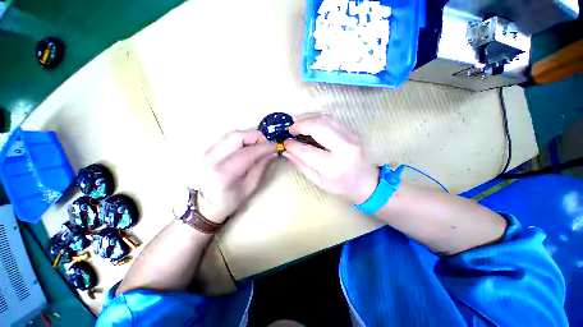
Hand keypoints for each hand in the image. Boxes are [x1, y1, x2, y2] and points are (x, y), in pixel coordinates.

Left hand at [196, 130, 276, 222]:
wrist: (205, 205)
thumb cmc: (230, 200)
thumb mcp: (250, 187)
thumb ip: (261, 167)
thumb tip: (272, 152)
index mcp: (224, 174)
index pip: (248, 153)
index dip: (264, 147)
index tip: (276, 147)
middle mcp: (212, 159)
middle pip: (237, 136)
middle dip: (256, 137)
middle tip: (266, 144)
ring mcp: (206, 153)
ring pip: (231, 134)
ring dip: (248, 137)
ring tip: (258, 146)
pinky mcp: (206, 150)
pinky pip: (226, 138)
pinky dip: (240, 139)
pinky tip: (246, 147)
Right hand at [283, 114, 378, 203]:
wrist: (367, 181)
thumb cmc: (341, 185)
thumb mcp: (318, 180)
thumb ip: (301, 164)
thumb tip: (286, 150)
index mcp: (333, 167)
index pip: (307, 151)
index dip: (293, 145)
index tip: (285, 142)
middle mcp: (343, 148)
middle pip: (318, 127)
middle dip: (300, 124)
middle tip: (290, 128)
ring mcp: (350, 137)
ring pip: (325, 118)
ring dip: (308, 118)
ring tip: (298, 124)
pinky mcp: (352, 131)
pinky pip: (332, 119)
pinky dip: (317, 118)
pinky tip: (310, 124)